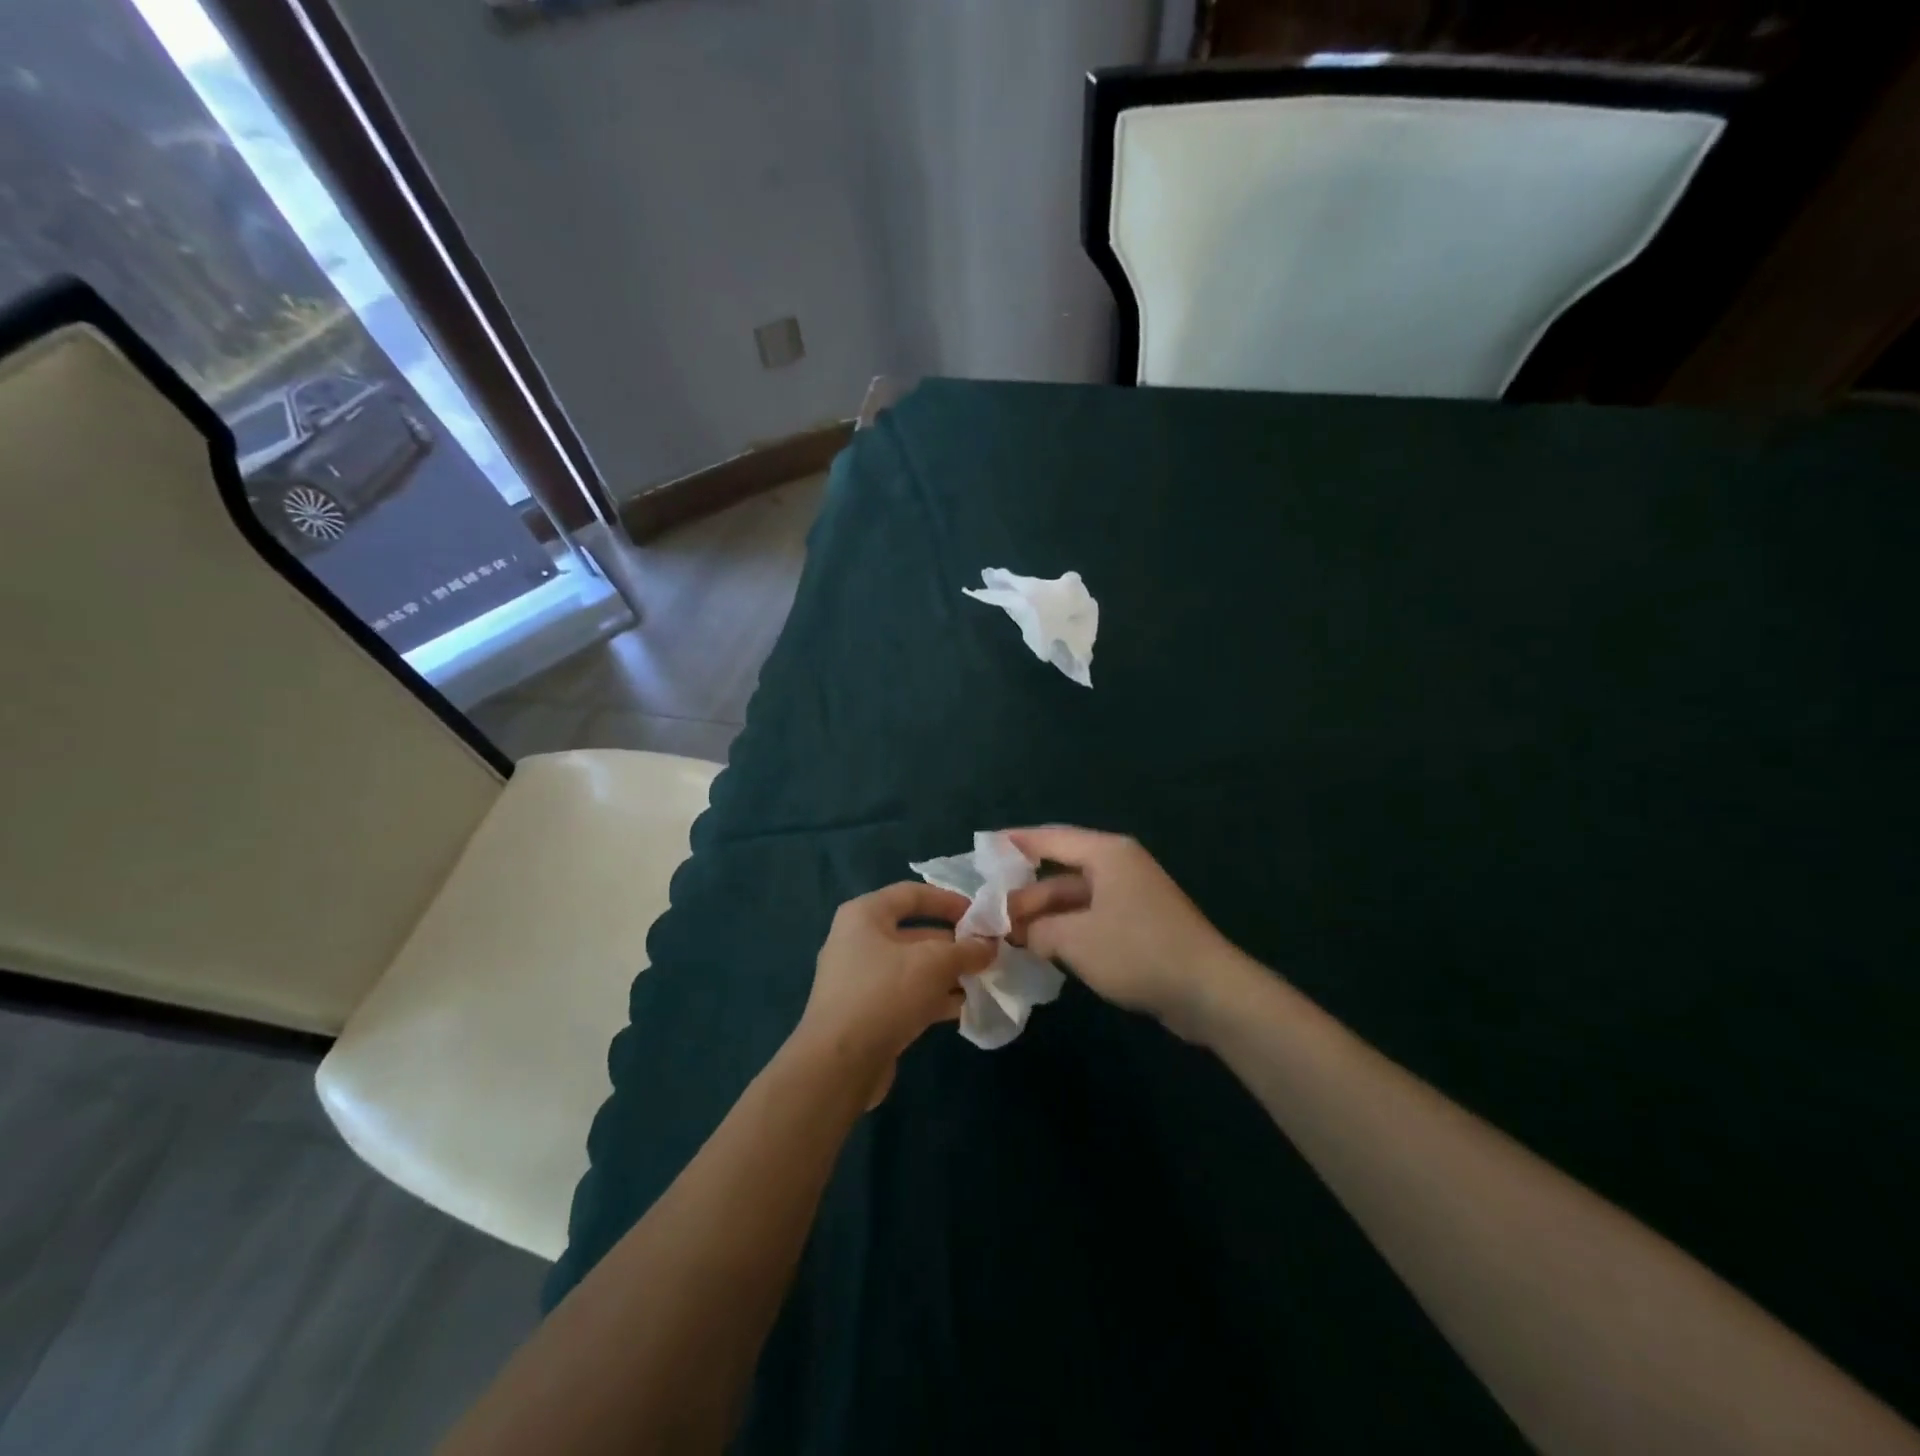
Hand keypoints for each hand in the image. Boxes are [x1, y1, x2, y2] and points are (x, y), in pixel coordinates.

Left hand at [793, 882, 996, 1106]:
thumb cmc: (884, 994)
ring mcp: (860, 979)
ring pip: (913, 967)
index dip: (949, 900)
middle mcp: (858, 940)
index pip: (912, 893)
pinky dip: (934, 997)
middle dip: (954, 943)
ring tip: (984, 981)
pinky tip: (964, 1008)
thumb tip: (988, 945)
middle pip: (915, 932)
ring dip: (948, 973)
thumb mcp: (933, 963)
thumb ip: (966, 949)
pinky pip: (906, 995)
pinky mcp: (866, 1013)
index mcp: (865, 915)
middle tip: (988, 954)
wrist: (838, 1065)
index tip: (981, 915)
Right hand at [1005, 827, 1236, 1037]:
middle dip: (1026, 893)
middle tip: (990, 915)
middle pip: (1061, 872)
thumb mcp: (1076, 940)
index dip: (1015, 843)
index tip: (984, 848)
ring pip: (1075, 899)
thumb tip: (1022, 932)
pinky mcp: (1139, 925)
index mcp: (1107, 854)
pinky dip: (1067, 930)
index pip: (1051, 839)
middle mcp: (1119, 867)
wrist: (1209, 992)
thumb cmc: (1138, 952)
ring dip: (1045, 916)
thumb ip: (1039, 930)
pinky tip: (1043, 949)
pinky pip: (1091, 918)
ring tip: (1008, 936)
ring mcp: (1131, 897)